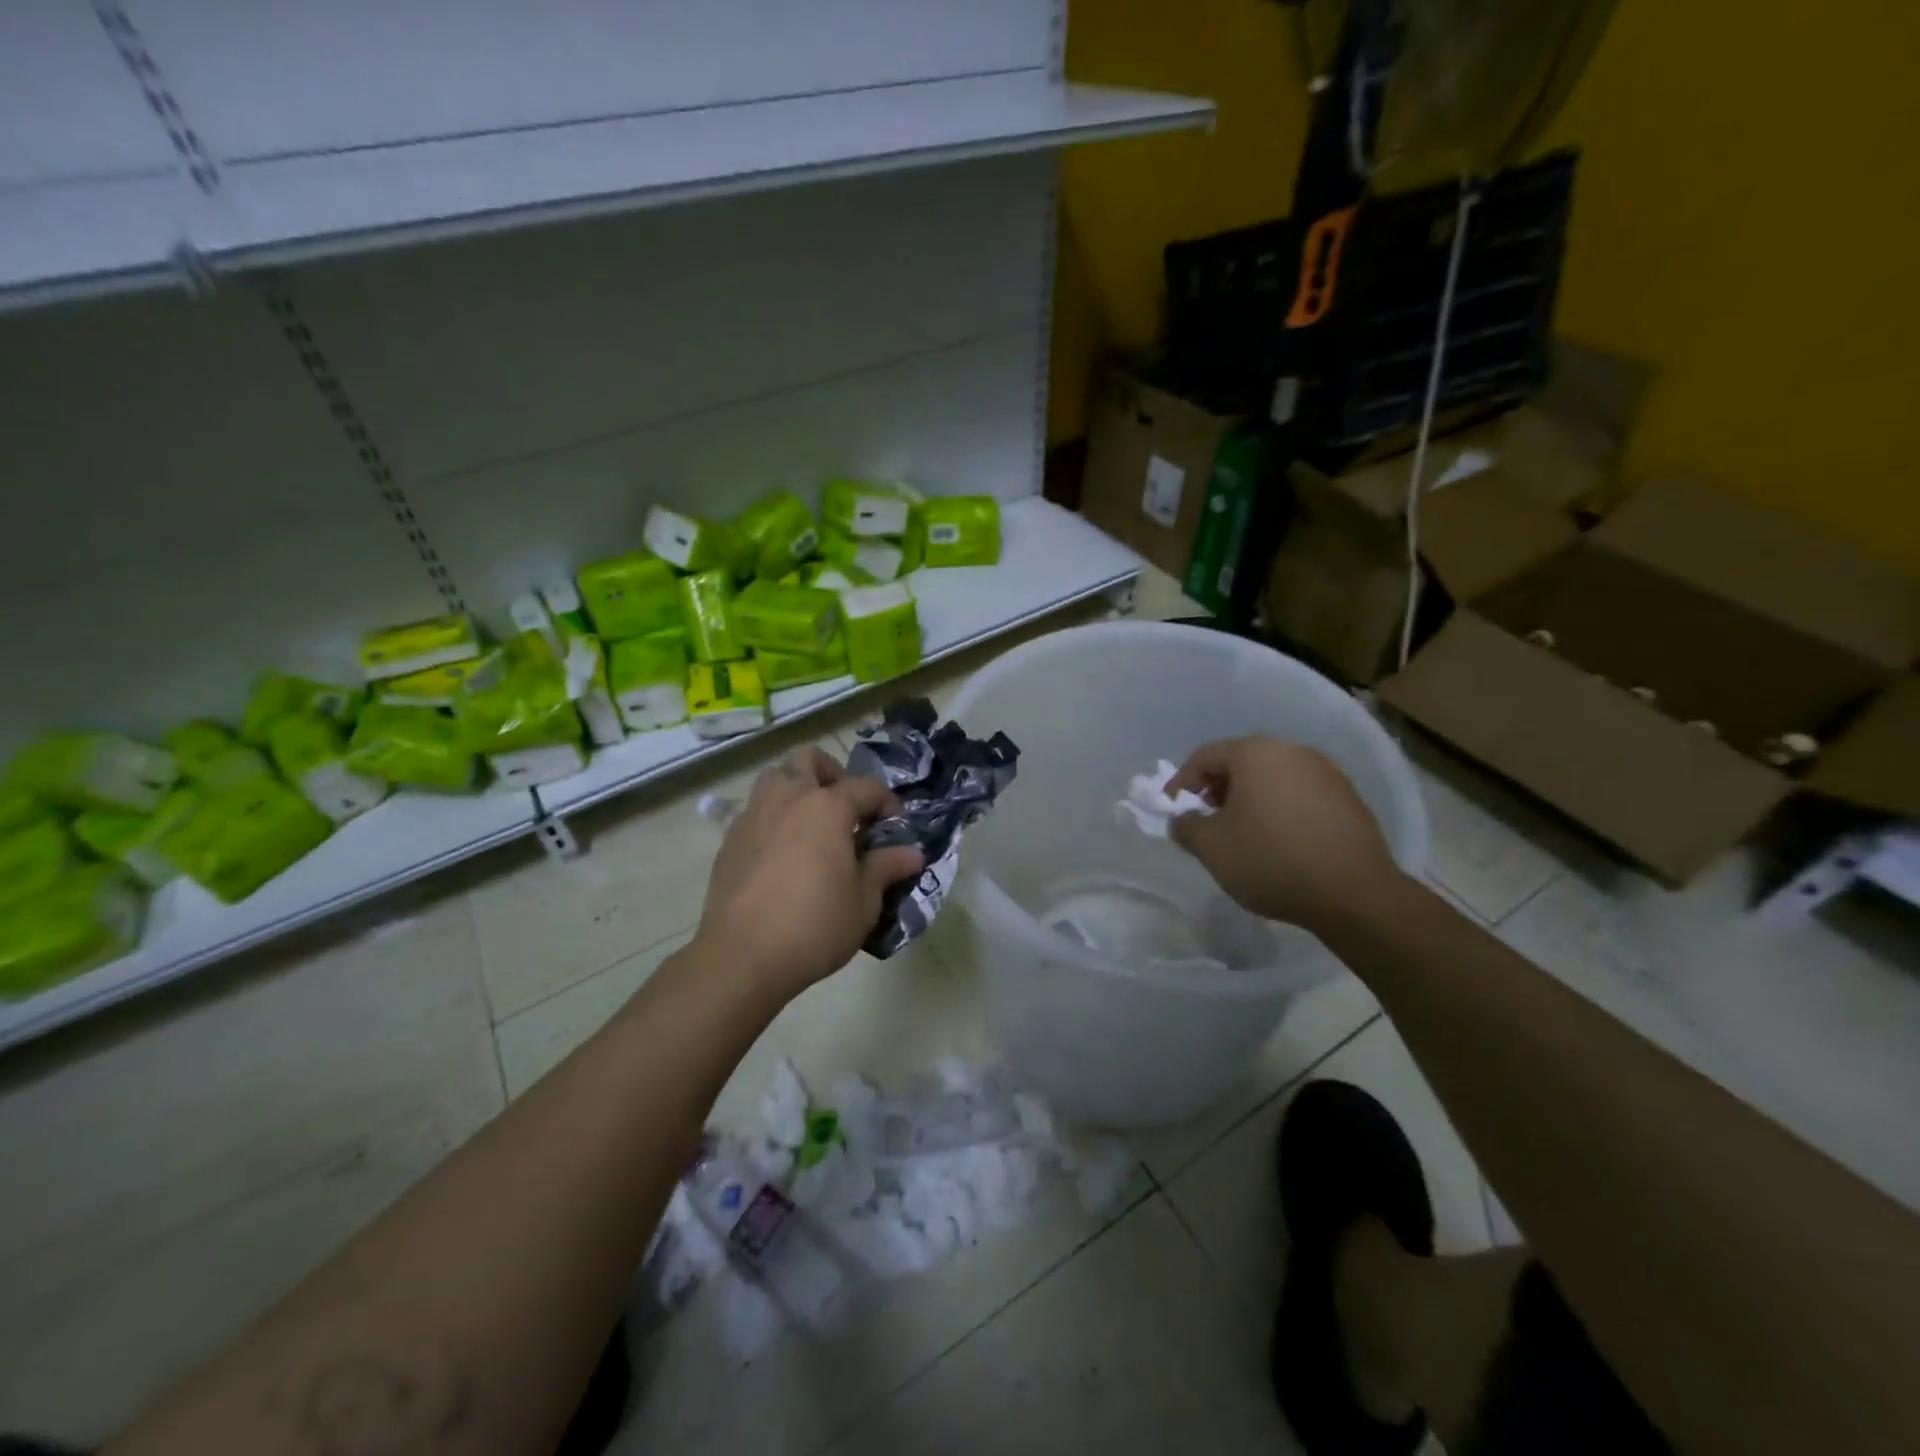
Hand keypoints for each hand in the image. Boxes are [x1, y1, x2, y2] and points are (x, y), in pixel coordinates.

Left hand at [696, 747, 924, 997]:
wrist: (742, 956)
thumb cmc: (815, 925)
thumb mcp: (864, 901)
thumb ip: (886, 868)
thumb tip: (913, 854)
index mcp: (827, 807)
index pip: (866, 787)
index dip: (886, 802)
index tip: (894, 825)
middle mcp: (788, 798)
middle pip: (810, 760)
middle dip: (832, 774)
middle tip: (845, 808)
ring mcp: (754, 815)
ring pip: (775, 778)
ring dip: (796, 788)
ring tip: (811, 824)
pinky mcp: (730, 839)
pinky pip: (755, 811)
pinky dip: (773, 818)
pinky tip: (783, 853)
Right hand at [1166, 737, 1405, 937]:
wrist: (1355, 894)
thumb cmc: (1271, 860)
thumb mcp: (1211, 847)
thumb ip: (1186, 826)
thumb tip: (1183, 819)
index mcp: (1255, 753)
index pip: (1204, 757)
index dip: (1181, 783)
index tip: (1172, 811)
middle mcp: (1292, 751)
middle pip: (1240, 762)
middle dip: (1216, 790)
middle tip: (1205, 820)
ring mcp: (1326, 772)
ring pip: (1272, 777)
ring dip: (1249, 799)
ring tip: (1241, 833)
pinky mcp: (1348, 797)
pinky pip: (1299, 794)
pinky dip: (1279, 808)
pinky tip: (1278, 840)